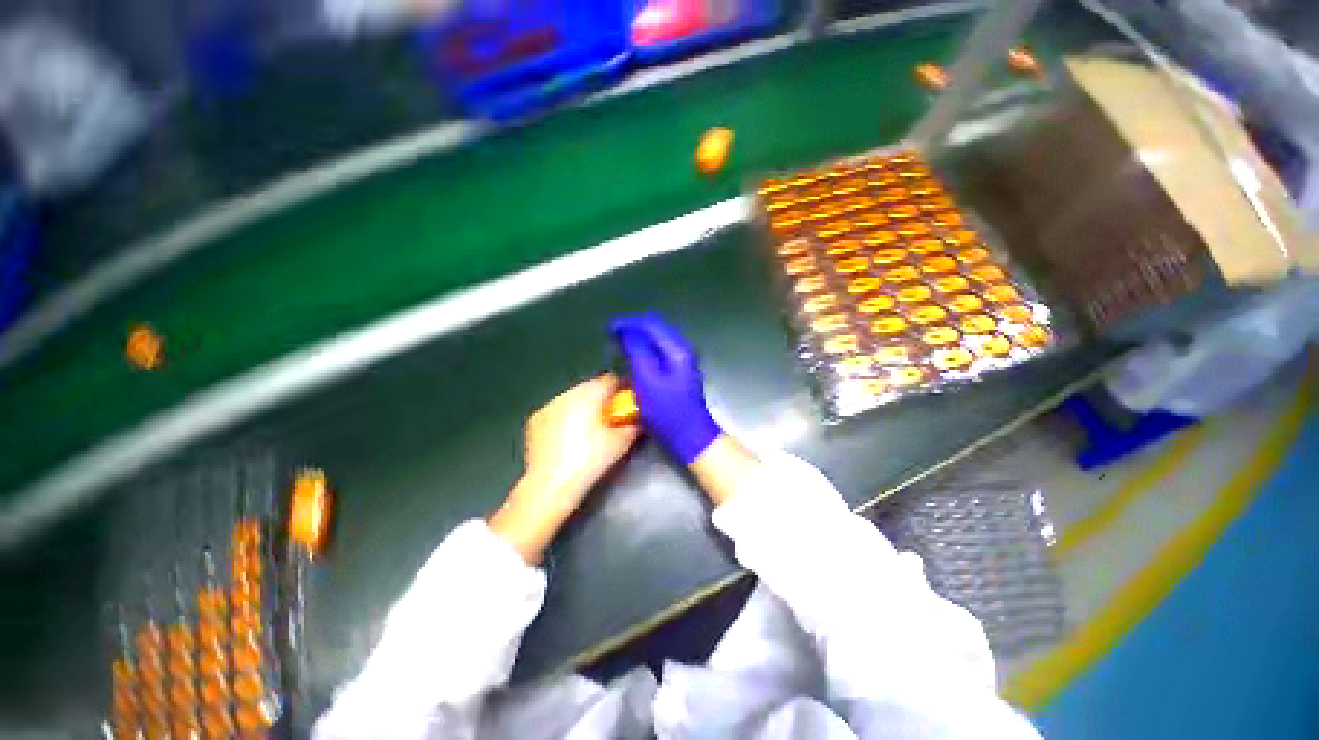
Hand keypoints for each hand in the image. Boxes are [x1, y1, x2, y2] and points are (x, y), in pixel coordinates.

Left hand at [490, 374, 639, 562]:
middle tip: (611, 419)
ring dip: (584, 407)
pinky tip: (569, 437)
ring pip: (573, 398)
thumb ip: (633, 426)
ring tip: (589, 429)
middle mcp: (567, 393)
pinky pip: (558, 411)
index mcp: (589, 394)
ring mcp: (548, 406)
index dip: (623, 389)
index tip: (628, 404)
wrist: (550, 486)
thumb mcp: (620, 443)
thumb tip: (639, 419)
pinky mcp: (535, 420)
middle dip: (602, 399)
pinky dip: (566, 418)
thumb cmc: (589, 460)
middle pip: (591, 387)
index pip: (611, 379)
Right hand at [610, 315, 720, 463]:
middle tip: (612, 335)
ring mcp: (683, 363)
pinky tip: (634, 360)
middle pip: (655, 331)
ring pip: (657, 342)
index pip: (651, 325)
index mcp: (677, 349)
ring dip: (638, 341)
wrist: (690, 437)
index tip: (609, 328)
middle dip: (633, 330)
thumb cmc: (667, 411)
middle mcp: (683, 351)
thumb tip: (625, 331)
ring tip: (619, 345)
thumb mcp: (647, 380)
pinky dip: (644, 352)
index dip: (628, 323)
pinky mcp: (679, 374)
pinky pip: (658, 354)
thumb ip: (637, 352)